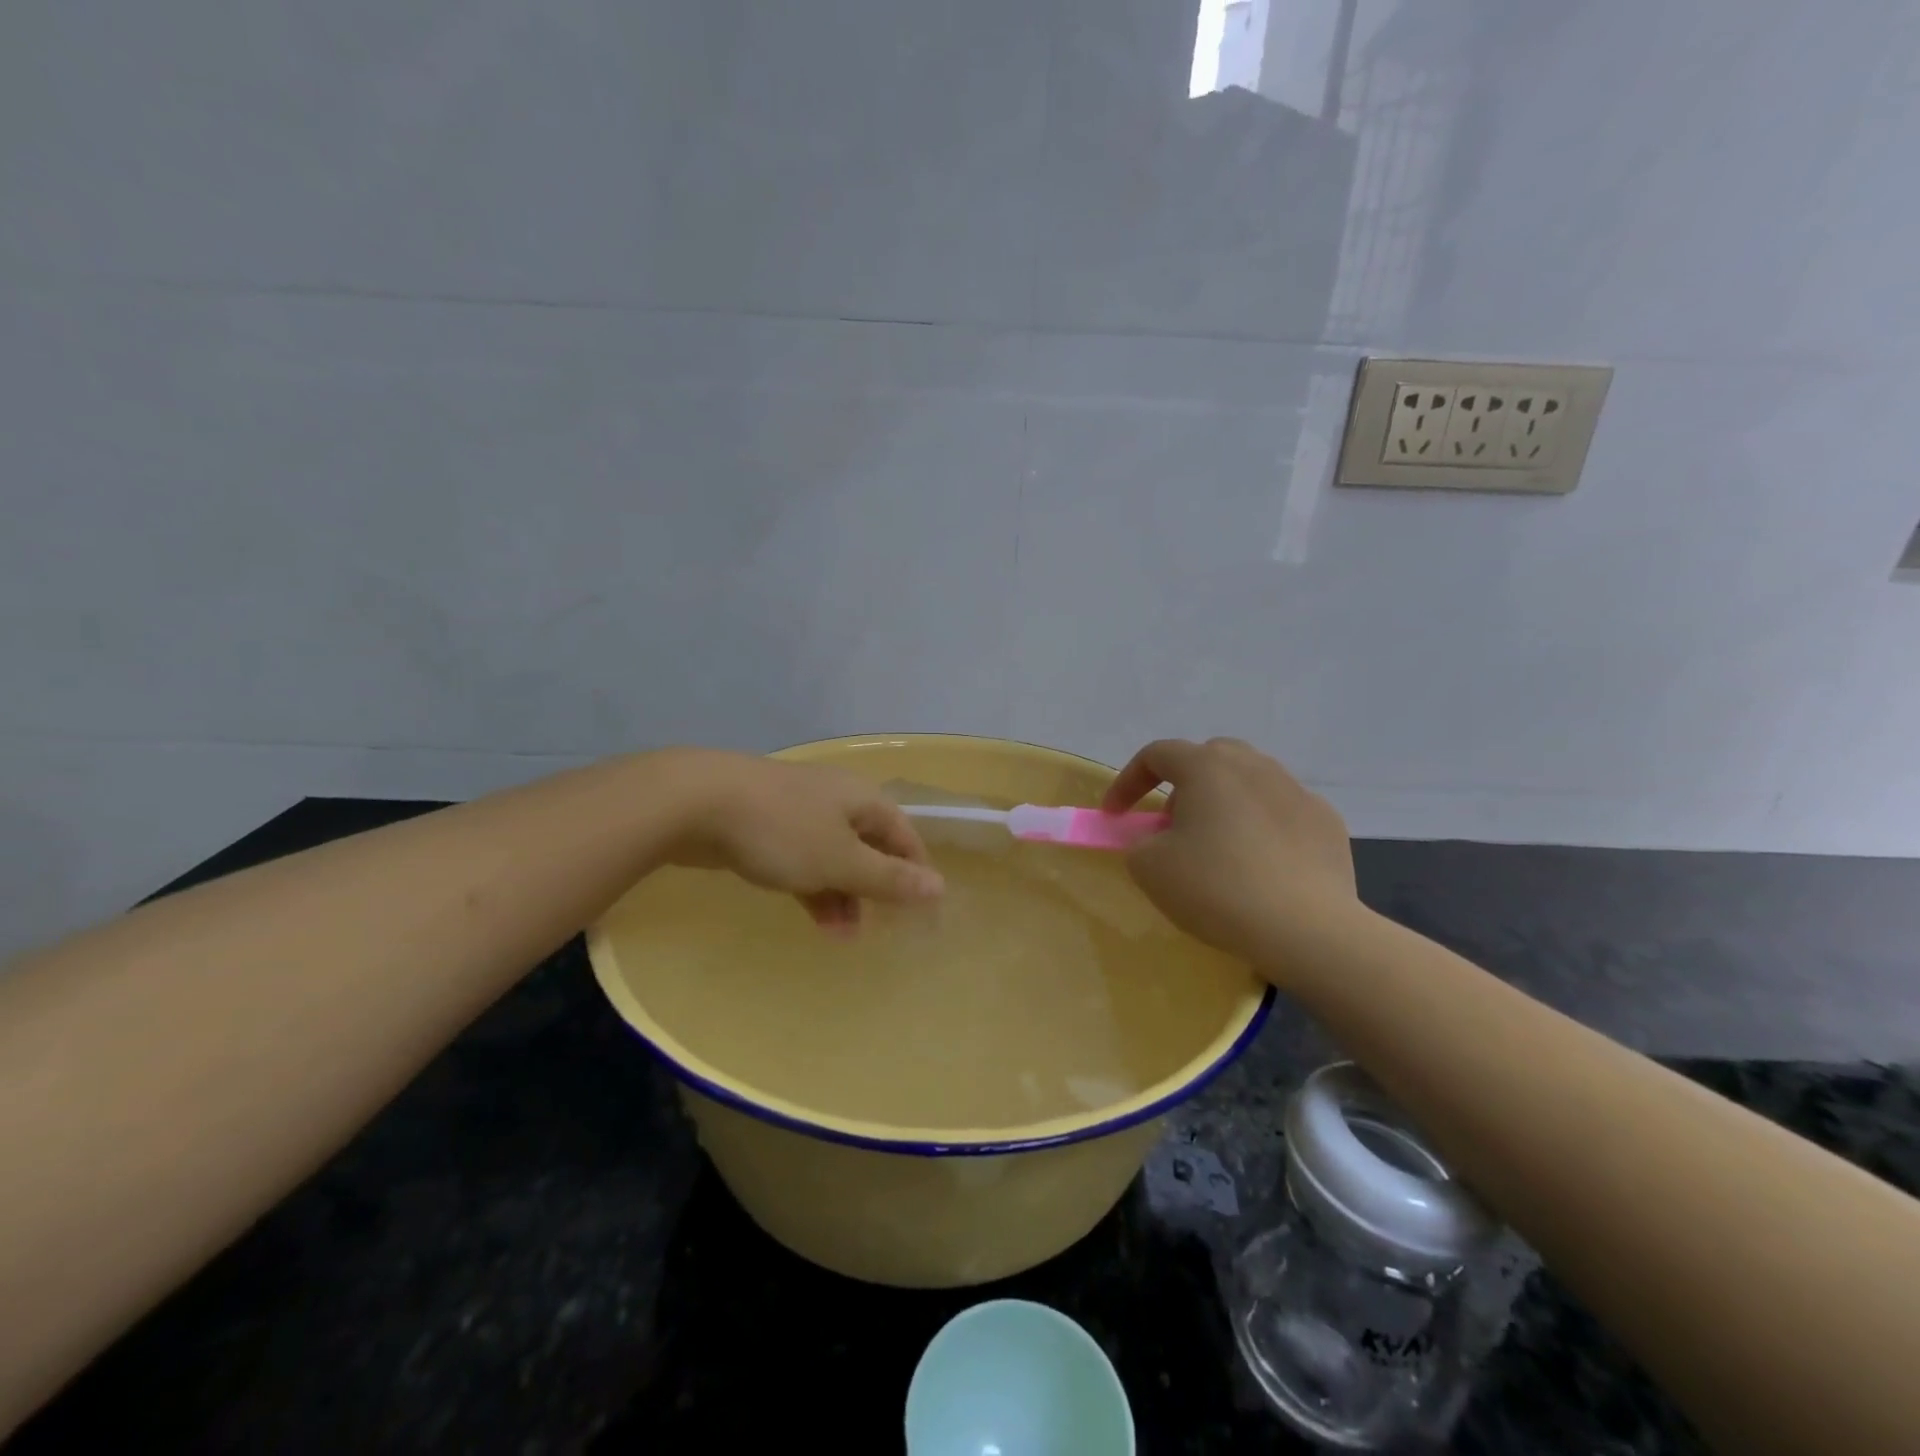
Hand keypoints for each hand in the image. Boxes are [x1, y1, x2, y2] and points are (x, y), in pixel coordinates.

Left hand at [666, 752, 943, 932]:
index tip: (920, 913)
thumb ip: (889, 878)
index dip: (916, 873)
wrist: (696, 803)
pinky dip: (813, 887)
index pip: (904, 837)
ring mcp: (799, 813)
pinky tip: (813, 917)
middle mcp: (836, 801)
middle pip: (870, 847)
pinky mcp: (767, 828)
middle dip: (876, 889)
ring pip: (834, 857)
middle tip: (878, 929)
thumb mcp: (841, 860)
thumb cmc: (782, 831)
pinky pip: (803, 860)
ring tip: (841, 935)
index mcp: (862, 800)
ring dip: (843, 895)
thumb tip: (939, 887)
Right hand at [1102, 737, 1357, 964]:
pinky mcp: (1326, 822)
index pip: (1157, 755)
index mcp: (1207, 767)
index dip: (1128, 782)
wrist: (1306, 928)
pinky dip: (1262, 829)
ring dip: (1224, 805)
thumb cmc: (1216, 888)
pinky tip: (1261, 867)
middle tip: (1171, 826)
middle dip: (1182, 786)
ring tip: (1217, 848)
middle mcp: (1254, 765)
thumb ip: (1139, 842)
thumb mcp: (1150, 868)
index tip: (1115, 814)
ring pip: (1248, 783)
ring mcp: (1296, 791)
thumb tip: (1156, 840)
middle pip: (1208, 759)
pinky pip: (1281, 813)